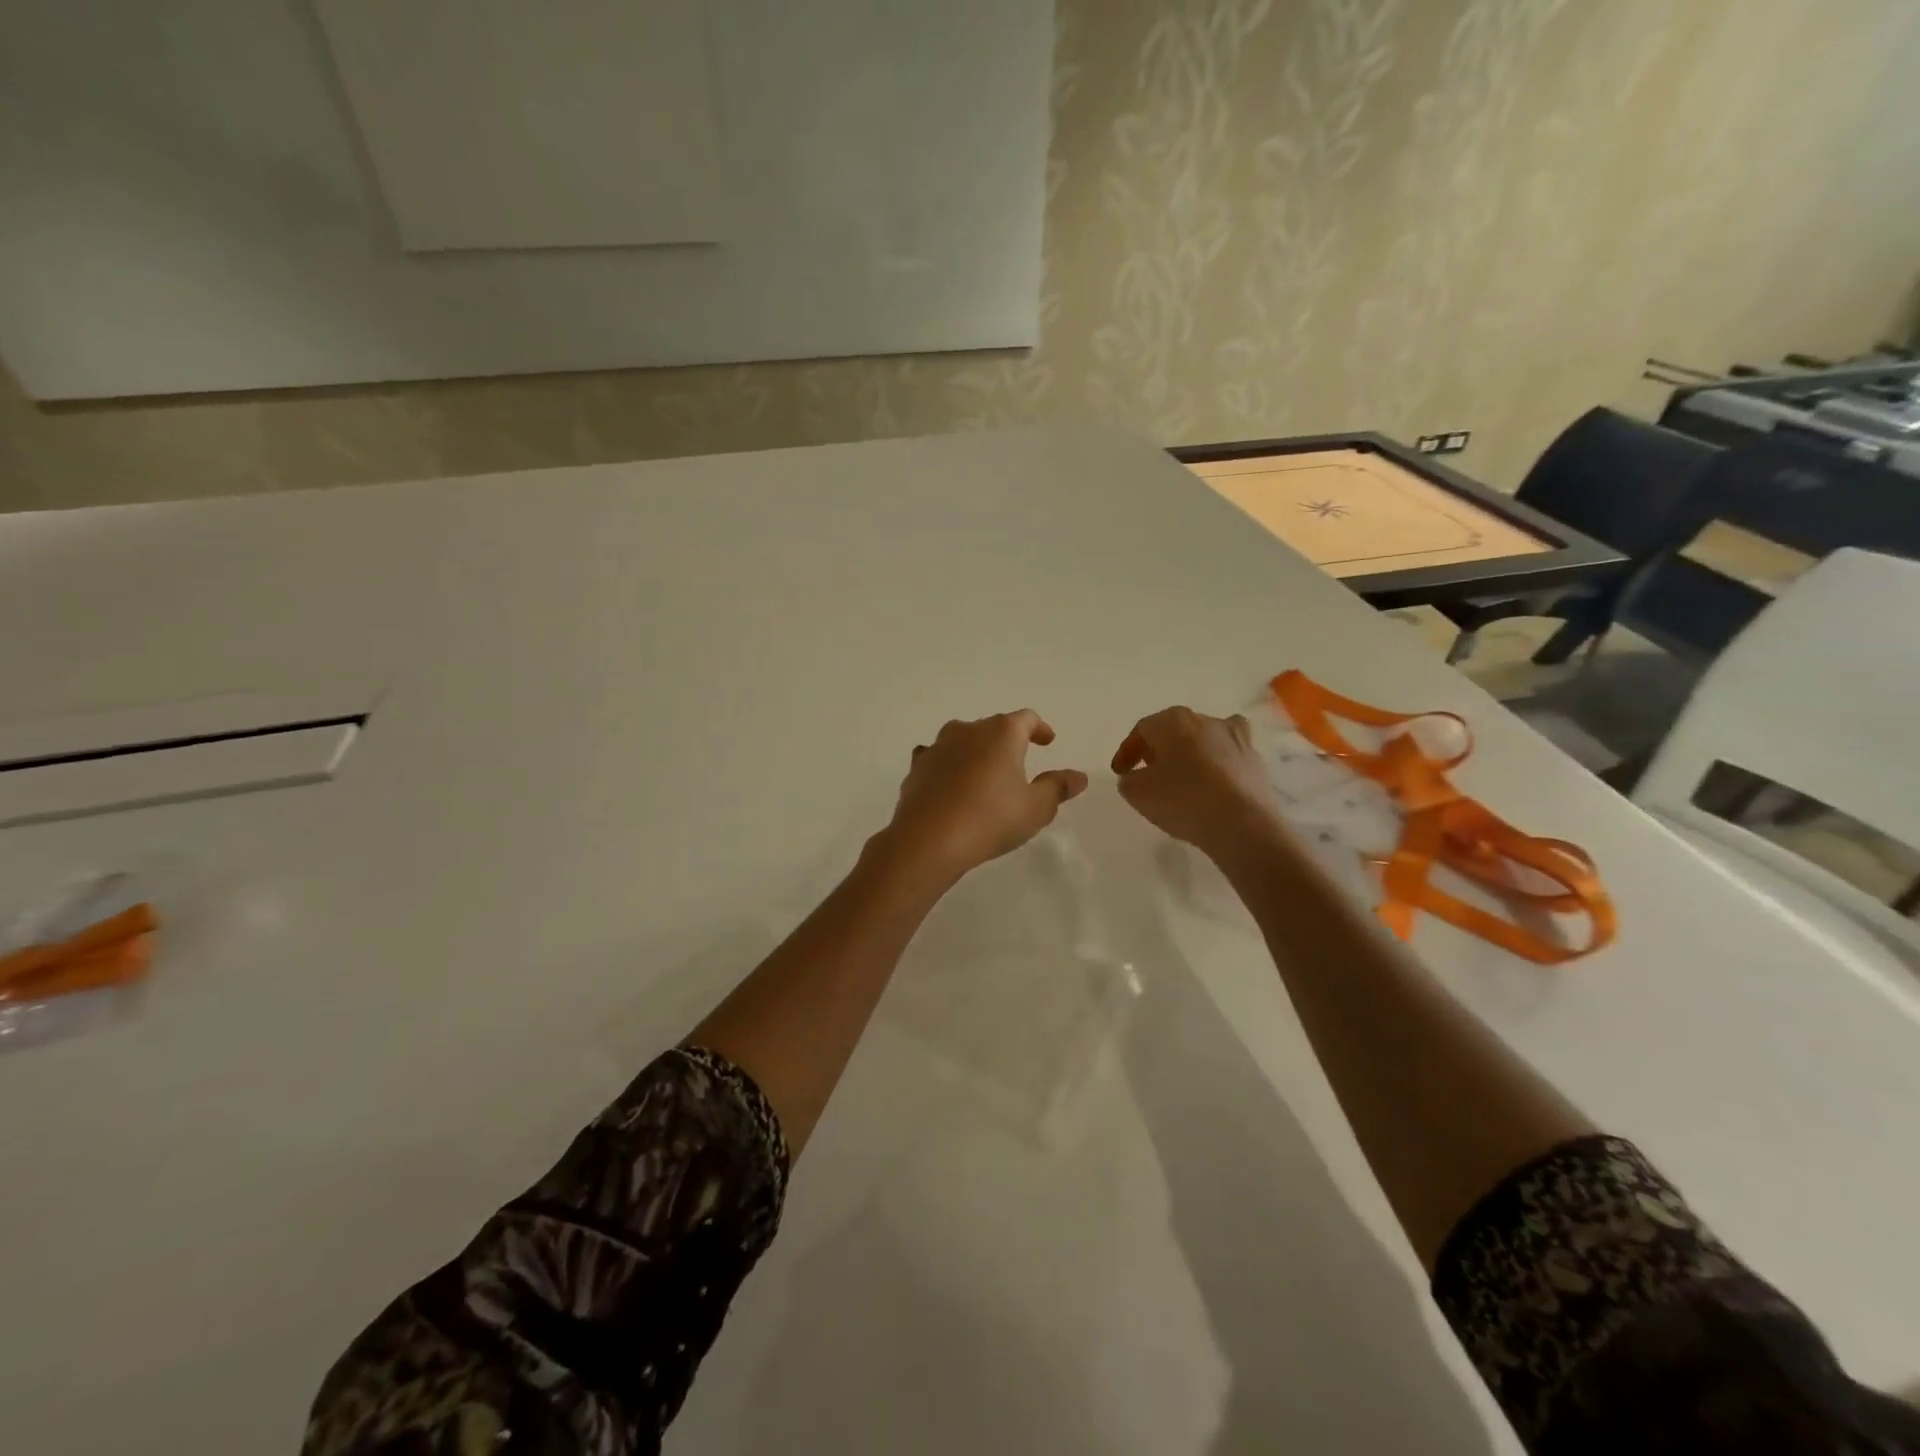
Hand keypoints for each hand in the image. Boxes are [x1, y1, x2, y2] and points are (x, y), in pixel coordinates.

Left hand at [881, 711, 1088, 883]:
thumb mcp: (1036, 808)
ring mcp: (938, 746)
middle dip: (1007, 741)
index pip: (1026, 719)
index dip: (1039, 728)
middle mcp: (968, 730)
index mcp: (1002, 733)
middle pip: (993, 726)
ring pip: (962, 739)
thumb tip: (1078, 777)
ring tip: (984, 772)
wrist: (929, 839)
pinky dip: (948, 766)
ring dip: (975, 751)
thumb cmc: (991, 819)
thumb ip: (1058, 788)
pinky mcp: (917, 767)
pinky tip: (950, 783)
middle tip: (1018, 762)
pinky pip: (937, 758)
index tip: (1048, 741)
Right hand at [1111, 707, 1285, 862]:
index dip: (1127, 751)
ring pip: (1204, 740)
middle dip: (1158, 749)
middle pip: (1174, 730)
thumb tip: (1136, 776)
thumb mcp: (1137, 793)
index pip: (1142, 730)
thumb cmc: (1183, 800)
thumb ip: (1128, 780)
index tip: (1120, 773)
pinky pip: (1227, 758)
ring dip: (1190, 754)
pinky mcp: (1255, 760)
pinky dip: (1217, 767)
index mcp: (1173, 721)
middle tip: (1148, 772)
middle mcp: (1205, 720)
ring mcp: (1235, 738)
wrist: (1243, 824)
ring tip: (1183, 778)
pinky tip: (1212, 787)